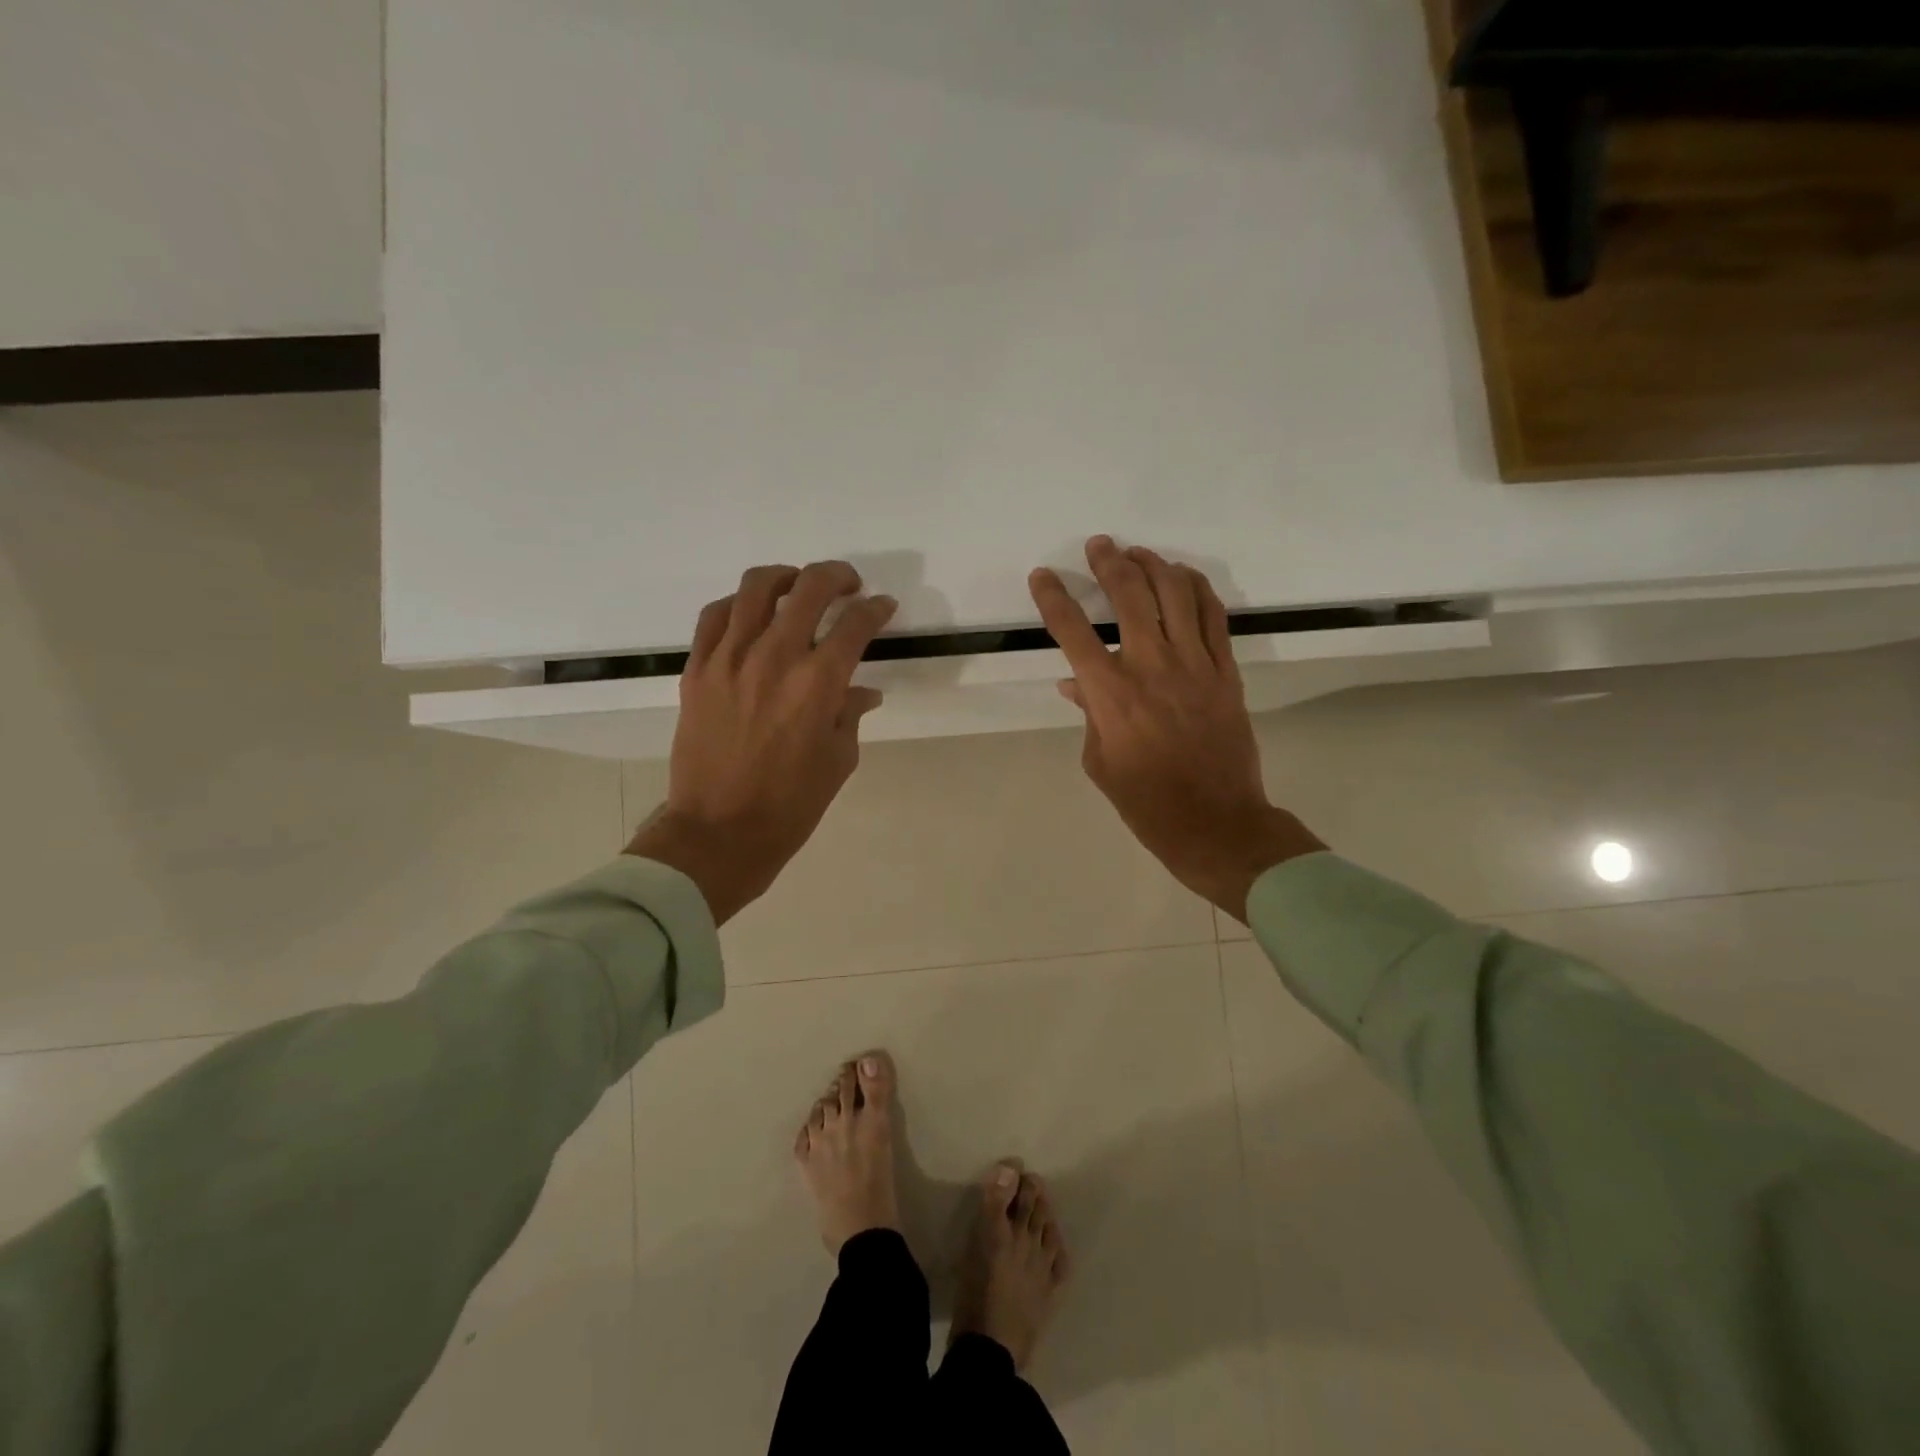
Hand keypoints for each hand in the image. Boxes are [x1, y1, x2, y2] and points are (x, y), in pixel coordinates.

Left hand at [626, 561, 896, 923]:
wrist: (719, 832)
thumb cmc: (790, 804)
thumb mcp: (838, 760)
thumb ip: (850, 714)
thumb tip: (862, 691)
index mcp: (818, 683)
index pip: (855, 624)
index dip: (876, 609)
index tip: (883, 607)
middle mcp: (775, 657)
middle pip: (810, 588)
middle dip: (837, 577)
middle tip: (848, 585)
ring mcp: (729, 659)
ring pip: (756, 587)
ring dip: (786, 576)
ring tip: (797, 586)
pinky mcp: (697, 669)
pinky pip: (715, 615)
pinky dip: (739, 603)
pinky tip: (751, 612)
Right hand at [1029, 537, 1323, 922]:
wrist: (1215, 822)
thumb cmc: (1146, 801)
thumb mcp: (1099, 762)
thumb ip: (1088, 713)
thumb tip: (1076, 682)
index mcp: (1110, 693)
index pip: (1072, 631)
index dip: (1053, 597)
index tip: (1043, 575)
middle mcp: (1151, 666)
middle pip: (1130, 595)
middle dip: (1109, 562)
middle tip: (1099, 545)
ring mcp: (1194, 665)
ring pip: (1176, 594)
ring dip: (1154, 565)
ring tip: (1139, 553)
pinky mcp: (1226, 671)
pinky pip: (1214, 616)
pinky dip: (1198, 588)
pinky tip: (1183, 576)